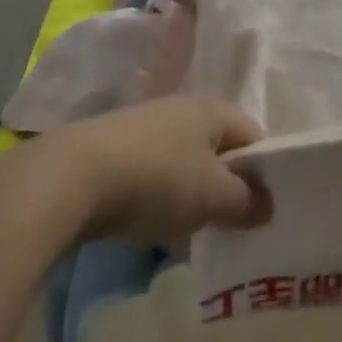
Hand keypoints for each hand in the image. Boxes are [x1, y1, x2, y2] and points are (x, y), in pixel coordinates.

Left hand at [44, 96, 271, 244]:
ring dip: (193, 196)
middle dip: (228, 187)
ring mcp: (148, 126)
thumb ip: (247, 201)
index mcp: (213, 109)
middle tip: (233, 228)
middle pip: (220, 149)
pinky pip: (155, 174)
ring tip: (193, 233)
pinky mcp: (118, 148)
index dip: (266, 172)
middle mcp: (183, 108)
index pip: (254, 135)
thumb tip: (269, 205)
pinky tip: (154, 226)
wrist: (72, 177)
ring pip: (186, 163)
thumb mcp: (212, 196)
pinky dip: (162, 198)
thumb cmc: (157, 179)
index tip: (266, 212)